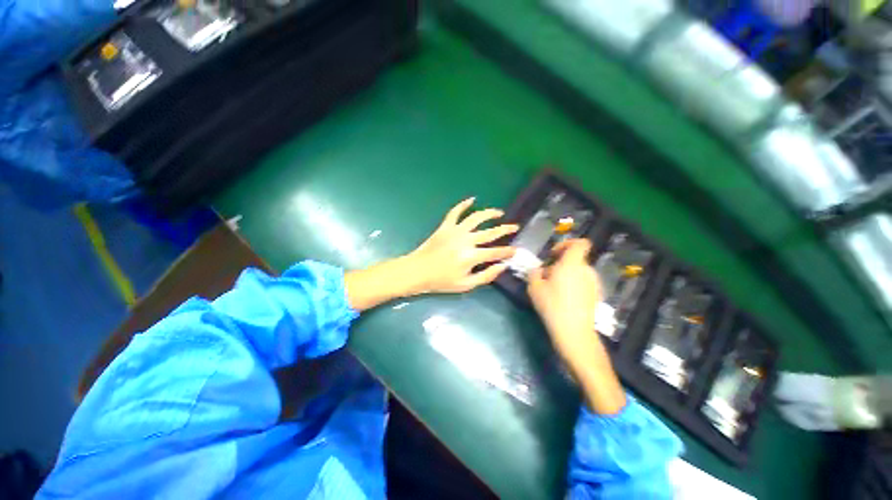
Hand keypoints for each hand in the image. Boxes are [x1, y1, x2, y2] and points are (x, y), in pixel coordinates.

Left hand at [404, 197, 517, 293]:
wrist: (418, 271)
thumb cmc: (442, 281)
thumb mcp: (466, 285)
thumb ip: (486, 276)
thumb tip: (502, 266)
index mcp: (472, 256)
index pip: (496, 252)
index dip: (507, 251)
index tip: (515, 250)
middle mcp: (466, 240)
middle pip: (490, 232)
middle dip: (505, 229)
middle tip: (515, 227)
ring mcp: (455, 231)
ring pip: (476, 218)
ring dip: (489, 213)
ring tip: (499, 212)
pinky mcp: (445, 226)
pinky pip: (455, 212)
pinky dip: (463, 204)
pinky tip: (472, 199)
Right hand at [527, 239, 601, 357]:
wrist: (574, 331)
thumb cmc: (552, 305)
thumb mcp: (534, 287)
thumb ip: (535, 272)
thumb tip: (540, 270)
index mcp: (572, 264)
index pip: (579, 243)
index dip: (567, 244)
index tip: (553, 254)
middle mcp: (586, 270)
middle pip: (575, 259)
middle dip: (560, 264)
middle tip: (547, 276)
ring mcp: (594, 283)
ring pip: (578, 271)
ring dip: (566, 275)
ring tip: (554, 289)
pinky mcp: (596, 295)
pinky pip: (583, 282)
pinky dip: (574, 285)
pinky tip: (564, 299)